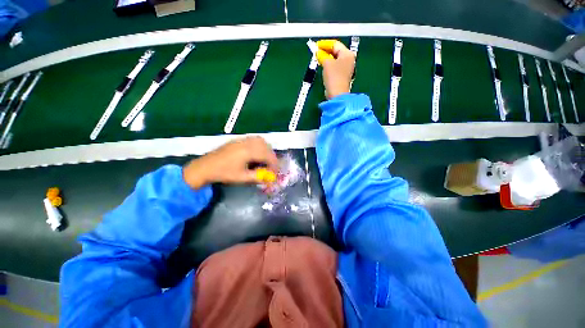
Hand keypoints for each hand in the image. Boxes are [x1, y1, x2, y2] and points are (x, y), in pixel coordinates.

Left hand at [183, 137, 278, 188]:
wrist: (205, 167)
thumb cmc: (224, 173)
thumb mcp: (242, 178)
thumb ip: (258, 177)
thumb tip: (269, 178)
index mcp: (248, 152)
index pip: (267, 155)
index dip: (274, 164)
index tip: (275, 171)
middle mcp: (246, 143)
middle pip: (265, 146)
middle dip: (271, 156)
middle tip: (271, 166)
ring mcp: (241, 140)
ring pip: (260, 140)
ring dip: (266, 149)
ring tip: (265, 159)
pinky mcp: (237, 140)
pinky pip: (253, 139)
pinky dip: (259, 145)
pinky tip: (256, 153)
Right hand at [316, 39, 355, 98]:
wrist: (337, 94)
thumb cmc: (334, 77)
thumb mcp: (326, 63)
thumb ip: (322, 55)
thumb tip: (318, 52)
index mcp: (347, 54)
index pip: (335, 44)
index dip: (324, 44)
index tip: (316, 46)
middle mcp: (349, 59)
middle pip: (336, 51)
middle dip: (325, 51)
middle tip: (316, 52)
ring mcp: (346, 68)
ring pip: (335, 59)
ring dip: (326, 58)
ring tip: (318, 59)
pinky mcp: (342, 76)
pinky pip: (335, 67)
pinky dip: (329, 65)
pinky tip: (323, 66)